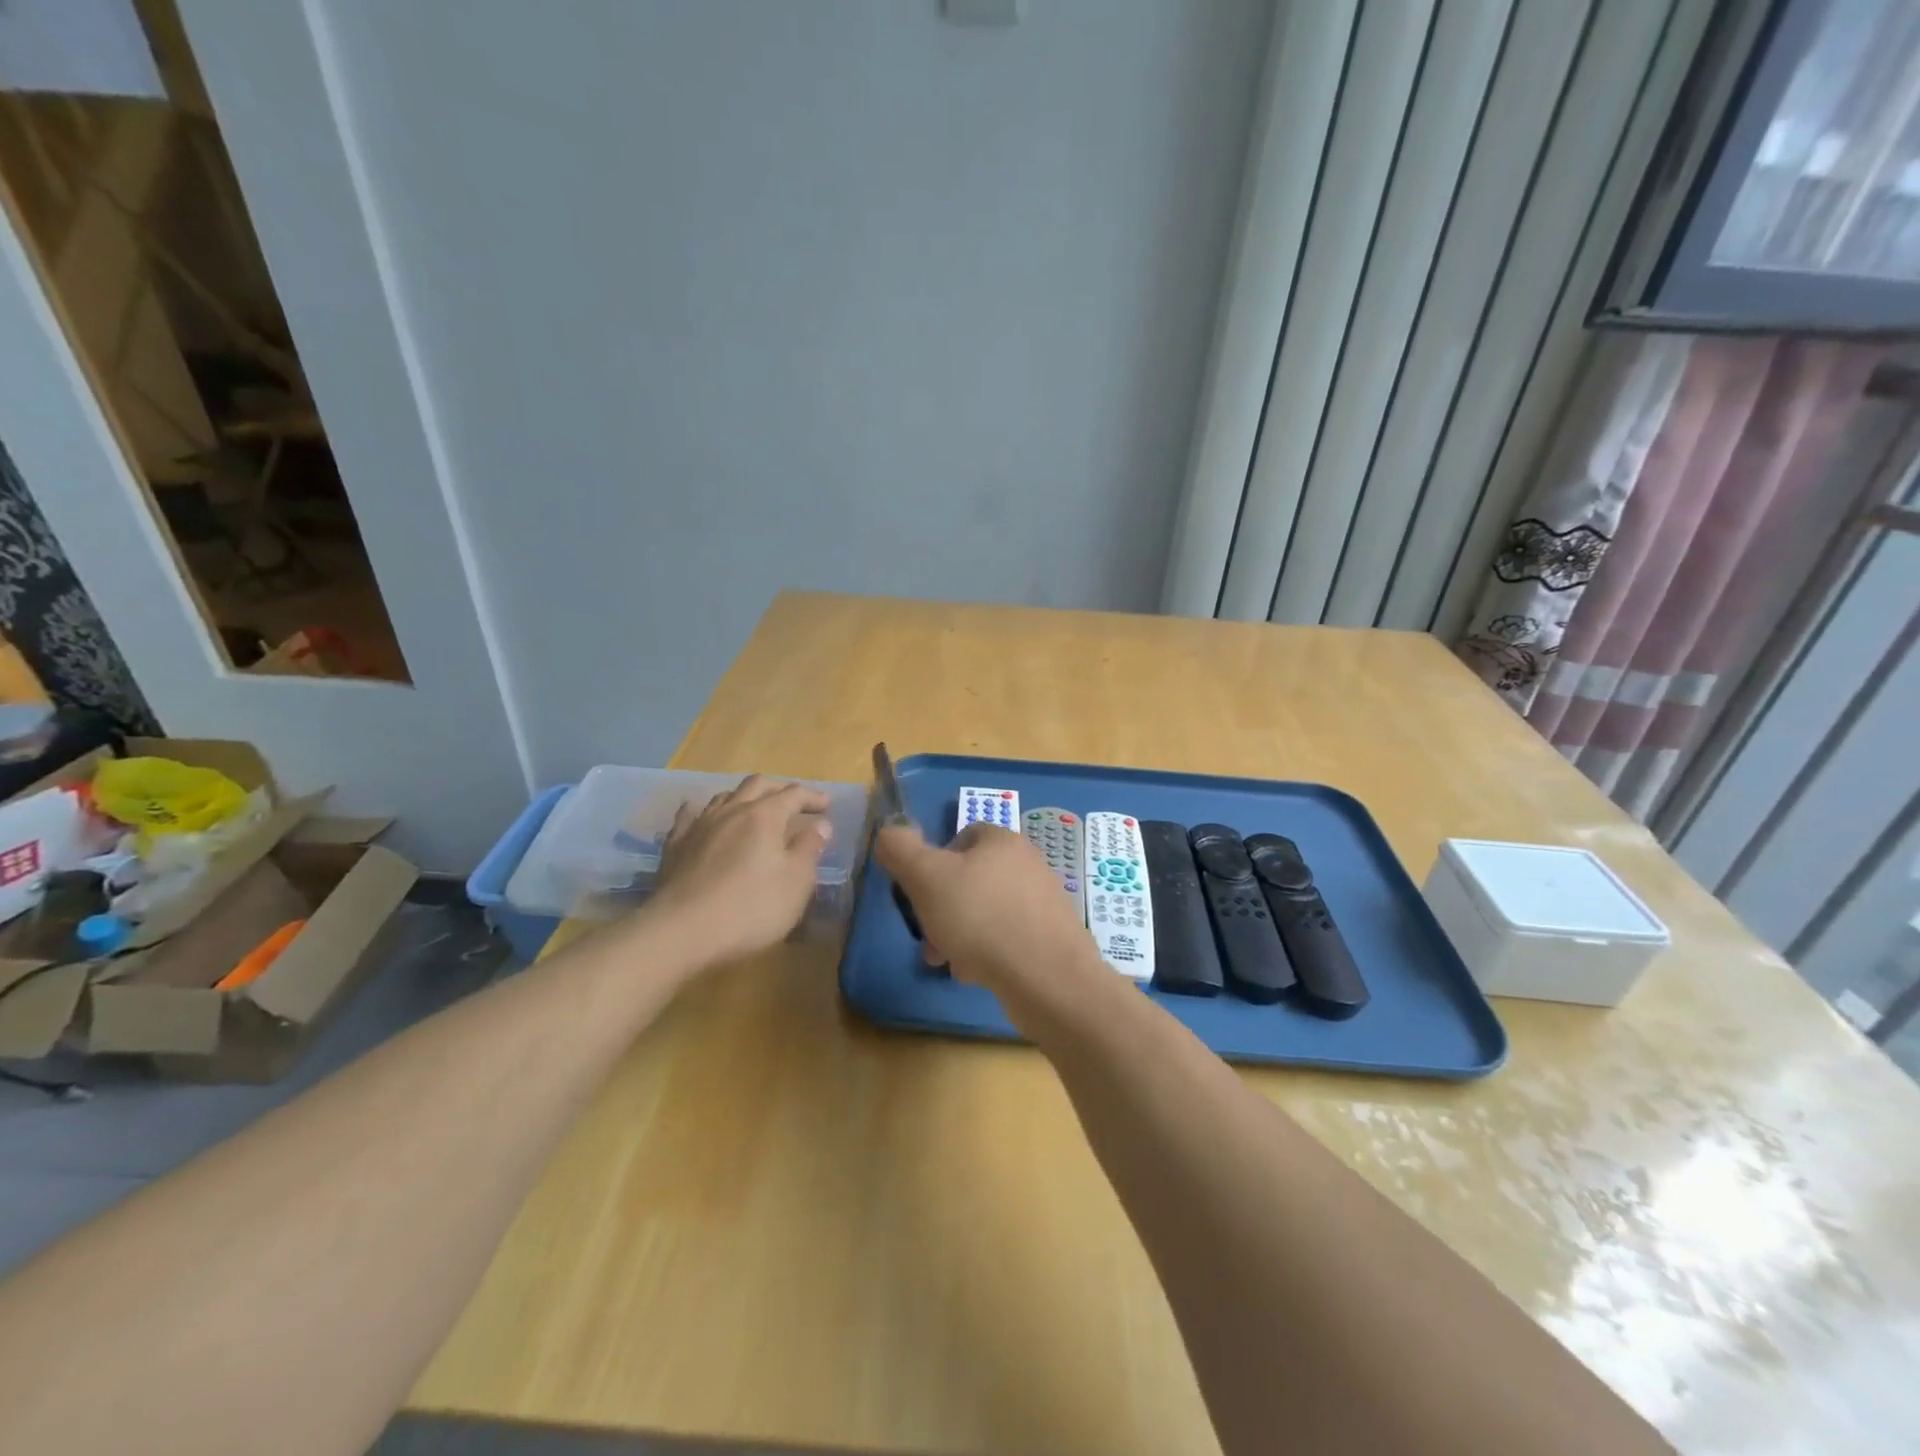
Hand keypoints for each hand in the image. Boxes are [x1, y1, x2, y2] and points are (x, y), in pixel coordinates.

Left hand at [647, 776, 832, 967]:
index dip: (812, 797)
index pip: (794, 794)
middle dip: (779, 788)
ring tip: (754, 810)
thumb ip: (809, 849)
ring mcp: (699, 825)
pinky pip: (690, 815)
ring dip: (745, 797)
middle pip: (757, 785)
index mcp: (764, 816)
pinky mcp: (675, 845)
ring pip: (725, 796)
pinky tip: (704, 817)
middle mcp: (731, 810)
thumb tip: (821, 825)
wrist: (680, 931)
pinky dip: (705, 812)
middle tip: (794, 801)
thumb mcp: (795, 883)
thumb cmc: (750, 908)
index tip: (827, 805)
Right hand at [876, 822, 1107, 1018]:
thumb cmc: (981, 918)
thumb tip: (889, 832)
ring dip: (963, 934)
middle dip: (944, 908)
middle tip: (930, 938)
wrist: (1047, 978)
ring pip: (987, 911)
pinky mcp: (1053, 936)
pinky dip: (989, 951)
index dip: (934, 864)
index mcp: (1002, 840)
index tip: (920, 896)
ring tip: (951, 962)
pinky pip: (1009, 936)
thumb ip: (901, 850)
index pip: (961, 837)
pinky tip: (979, 974)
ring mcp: (1044, 901)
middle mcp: (1028, 863)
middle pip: (972, 879)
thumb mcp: (926, 878)